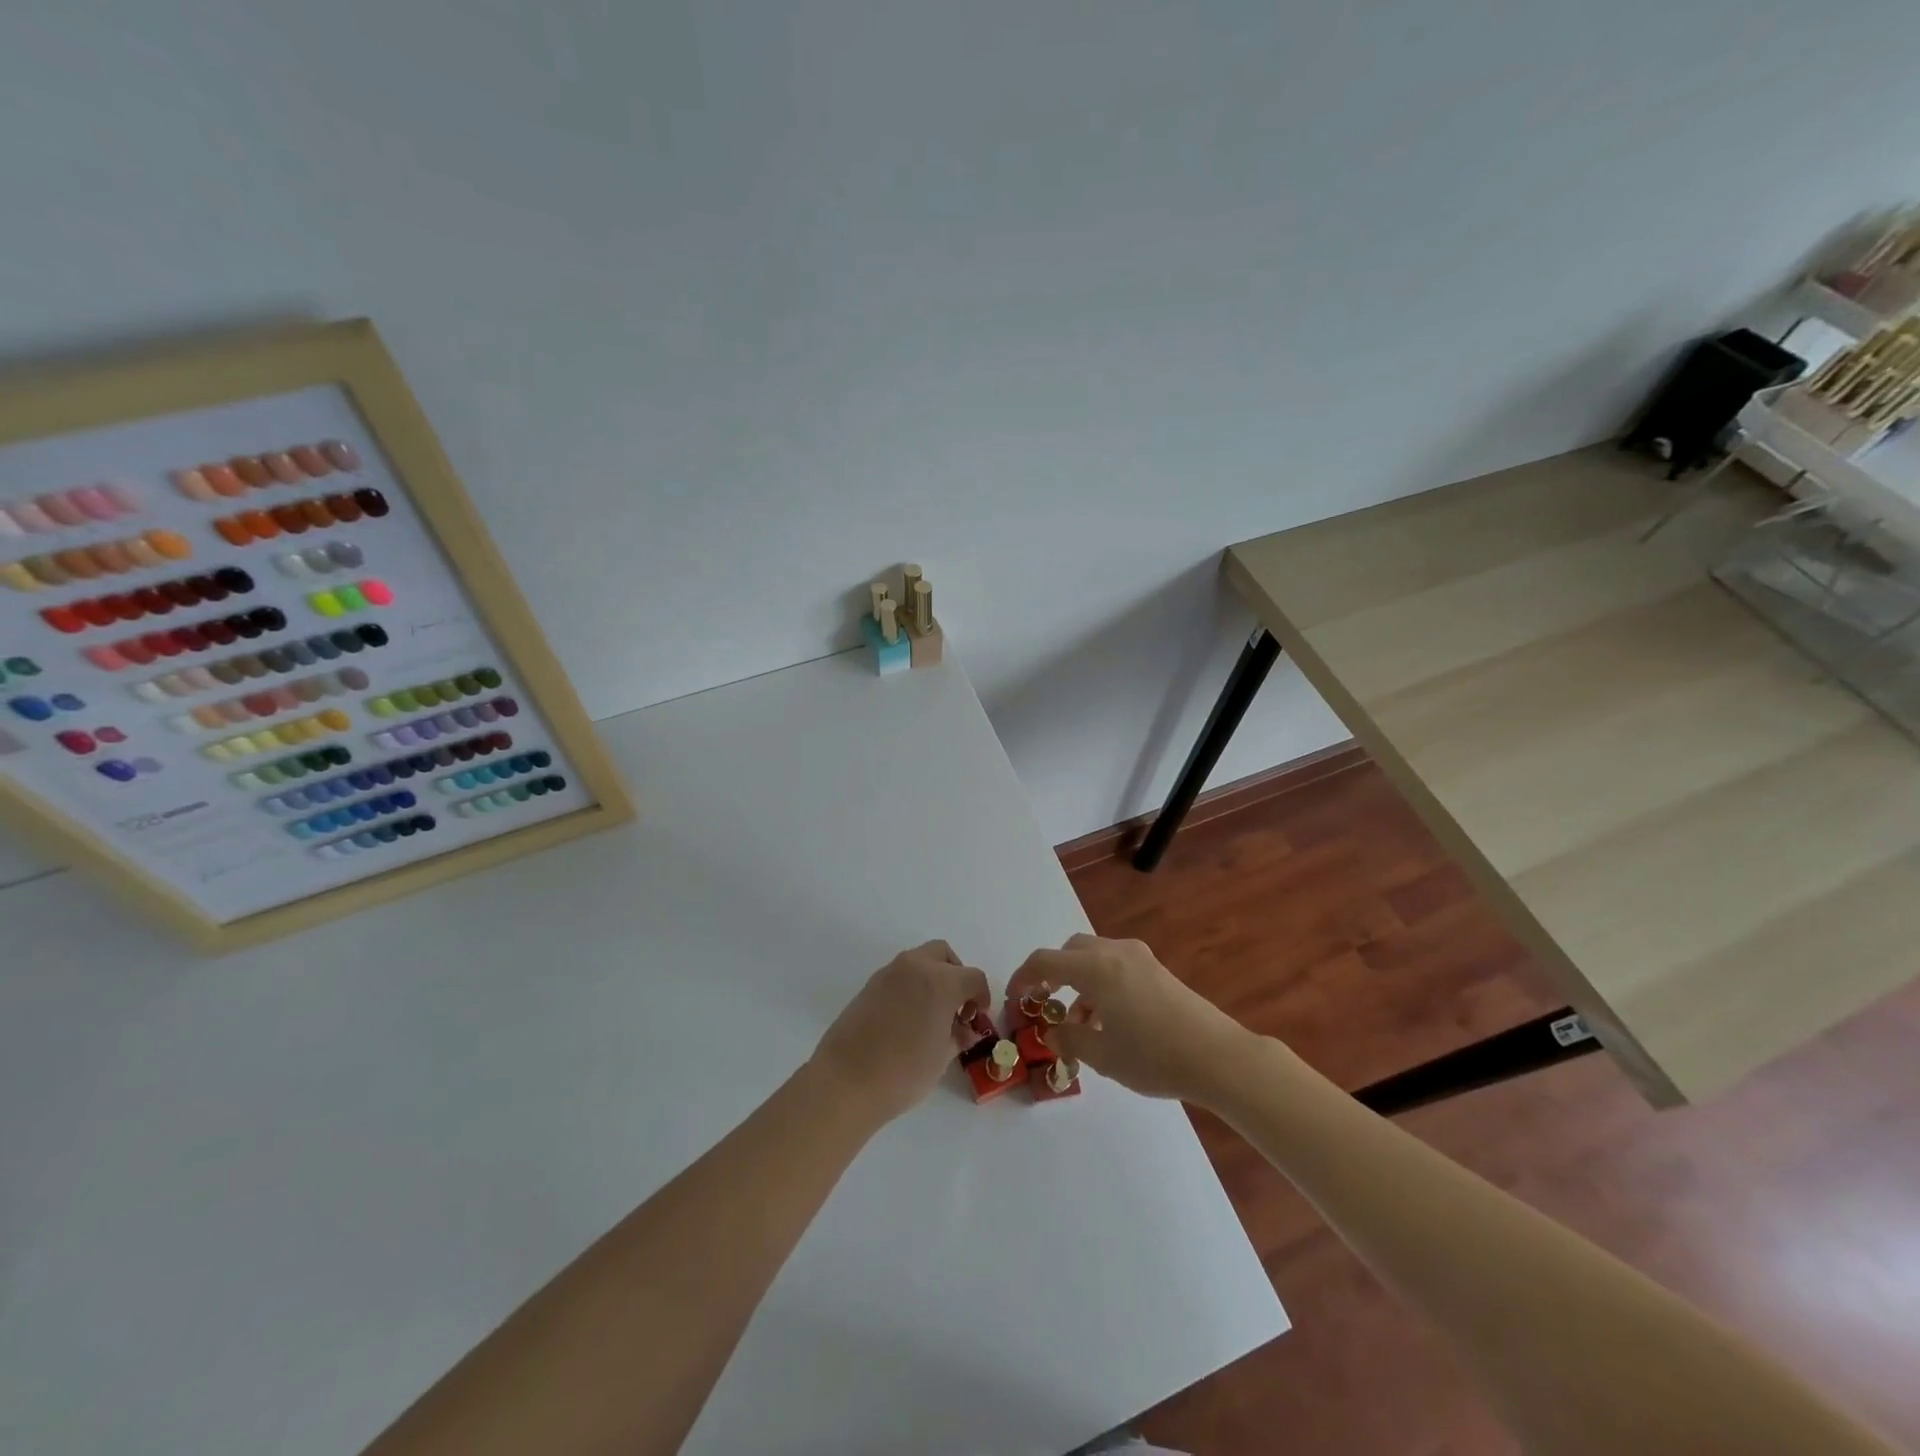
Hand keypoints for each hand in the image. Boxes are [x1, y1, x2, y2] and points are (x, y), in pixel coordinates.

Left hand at [810, 941, 992, 1123]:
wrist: (846, 1081)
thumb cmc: (903, 1072)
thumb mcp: (941, 1057)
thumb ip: (958, 1036)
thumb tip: (965, 1030)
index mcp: (940, 982)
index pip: (973, 977)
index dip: (981, 996)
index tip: (977, 1017)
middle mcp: (915, 967)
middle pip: (944, 954)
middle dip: (956, 975)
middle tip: (956, 1006)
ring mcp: (888, 973)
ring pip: (919, 961)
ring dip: (932, 978)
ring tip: (932, 1014)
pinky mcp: (869, 985)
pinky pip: (899, 975)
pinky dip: (911, 986)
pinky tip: (908, 1018)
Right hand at [1006, 933, 1254, 1101]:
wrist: (1218, 1056)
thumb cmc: (1153, 1055)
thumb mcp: (1103, 1055)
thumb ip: (1069, 1039)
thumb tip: (1052, 1031)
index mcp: (1095, 968)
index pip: (1044, 961)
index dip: (1022, 978)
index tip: (1014, 999)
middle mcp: (1115, 953)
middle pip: (1070, 951)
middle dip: (1053, 974)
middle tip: (1045, 1003)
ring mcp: (1140, 958)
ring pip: (1095, 958)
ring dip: (1079, 982)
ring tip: (1080, 1024)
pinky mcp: (1157, 970)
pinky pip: (1116, 966)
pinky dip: (1101, 984)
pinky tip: (1110, 1021)